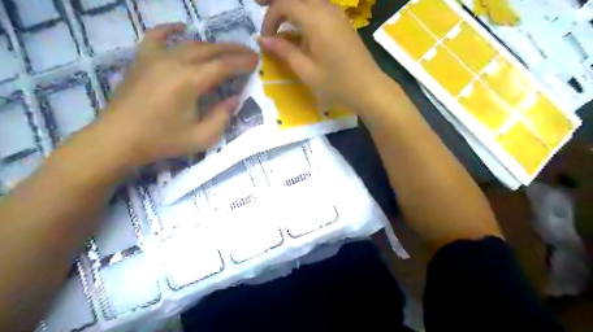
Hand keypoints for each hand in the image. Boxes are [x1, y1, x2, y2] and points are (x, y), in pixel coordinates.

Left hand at [94, 23, 256, 167]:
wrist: (118, 139)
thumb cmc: (162, 141)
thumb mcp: (201, 137)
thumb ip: (222, 116)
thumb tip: (234, 98)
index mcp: (190, 81)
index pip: (223, 66)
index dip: (242, 63)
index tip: (257, 60)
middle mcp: (174, 62)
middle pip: (210, 50)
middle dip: (233, 50)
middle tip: (249, 52)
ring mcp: (155, 57)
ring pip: (190, 44)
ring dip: (212, 45)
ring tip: (227, 50)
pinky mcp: (142, 59)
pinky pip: (156, 37)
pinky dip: (170, 30)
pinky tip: (181, 28)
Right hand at [258, 1, 387, 111]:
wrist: (368, 89)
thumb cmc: (337, 84)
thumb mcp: (306, 71)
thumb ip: (285, 52)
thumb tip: (264, 40)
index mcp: (316, 20)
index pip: (285, 4)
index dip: (270, 17)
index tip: (266, 38)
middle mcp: (327, 10)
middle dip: (278, 2)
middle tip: (261, 7)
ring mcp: (337, 14)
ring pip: (309, 1)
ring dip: (292, 6)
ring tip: (279, 20)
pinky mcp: (342, 22)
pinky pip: (319, 8)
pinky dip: (305, 12)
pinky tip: (299, 28)